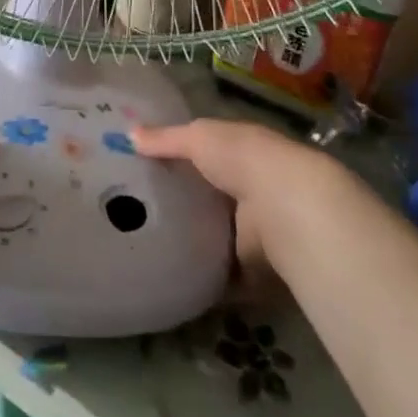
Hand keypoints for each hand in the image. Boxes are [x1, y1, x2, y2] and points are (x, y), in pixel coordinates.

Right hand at [131, 119, 343, 295]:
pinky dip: (204, 281)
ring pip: (217, 239)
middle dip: (183, 206)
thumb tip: (129, 134)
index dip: (180, 161)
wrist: (288, 209)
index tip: (144, 170)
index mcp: (241, 155)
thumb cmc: (243, 160)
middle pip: (210, 200)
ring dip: (193, 245)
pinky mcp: (254, 272)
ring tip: (146, 248)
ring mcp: (254, 234)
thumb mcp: (199, 137)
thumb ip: (166, 139)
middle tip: (137, 213)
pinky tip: (170, 281)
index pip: (207, 157)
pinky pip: (223, 278)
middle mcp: (250, 194)